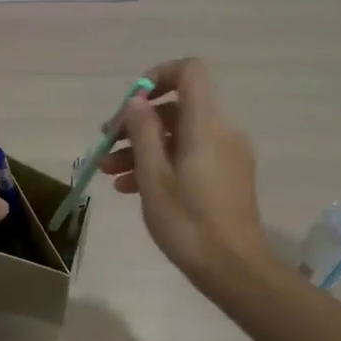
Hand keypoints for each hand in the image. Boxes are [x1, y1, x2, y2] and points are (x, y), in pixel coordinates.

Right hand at [99, 59, 268, 282]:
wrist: (234, 269)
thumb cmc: (188, 223)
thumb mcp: (154, 177)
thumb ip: (143, 132)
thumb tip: (137, 101)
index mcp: (205, 125)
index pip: (190, 71)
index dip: (158, 76)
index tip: (131, 104)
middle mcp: (222, 131)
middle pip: (177, 107)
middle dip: (138, 123)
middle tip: (106, 145)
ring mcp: (227, 155)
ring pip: (179, 135)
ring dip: (143, 147)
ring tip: (110, 173)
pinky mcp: (227, 176)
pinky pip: (190, 155)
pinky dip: (162, 163)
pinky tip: (132, 187)